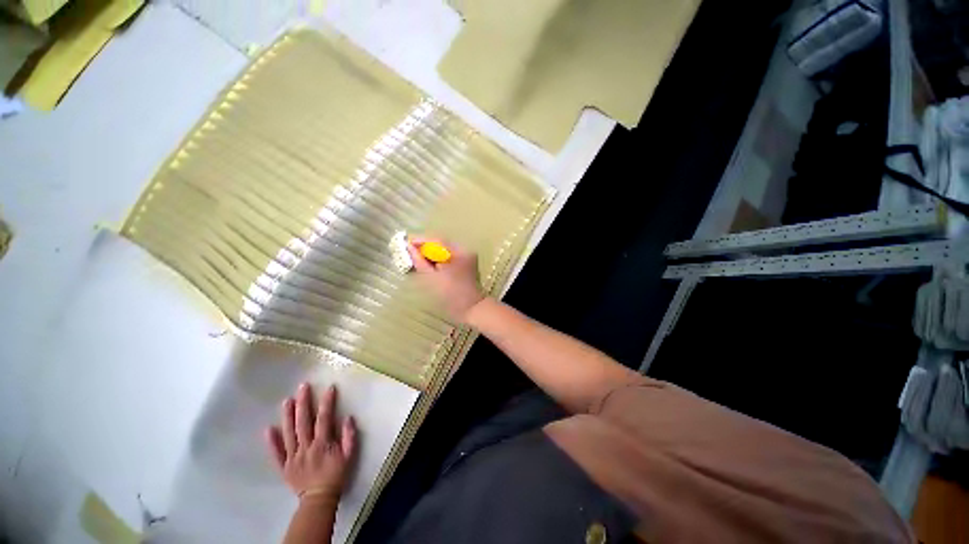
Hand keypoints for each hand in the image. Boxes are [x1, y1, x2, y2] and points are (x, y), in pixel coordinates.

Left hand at [266, 383, 356, 504]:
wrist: (319, 499)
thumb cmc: (336, 475)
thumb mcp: (349, 456)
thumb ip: (349, 437)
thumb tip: (348, 418)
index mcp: (323, 444)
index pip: (324, 419)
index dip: (327, 402)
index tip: (329, 388)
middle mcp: (306, 447)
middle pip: (304, 422)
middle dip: (304, 403)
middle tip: (302, 387)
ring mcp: (293, 457)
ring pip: (289, 433)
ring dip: (288, 416)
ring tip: (287, 401)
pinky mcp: (284, 466)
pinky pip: (276, 453)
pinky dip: (272, 442)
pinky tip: (268, 429)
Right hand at [407, 236, 484, 322]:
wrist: (473, 308)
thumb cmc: (451, 295)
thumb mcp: (432, 278)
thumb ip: (420, 262)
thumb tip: (409, 248)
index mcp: (459, 252)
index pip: (437, 240)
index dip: (421, 240)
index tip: (407, 242)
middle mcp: (465, 250)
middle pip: (442, 244)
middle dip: (425, 247)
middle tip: (409, 251)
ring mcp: (468, 256)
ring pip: (445, 250)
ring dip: (432, 253)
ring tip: (417, 258)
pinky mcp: (468, 262)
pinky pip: (450, 256)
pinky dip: (439, 258)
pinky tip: (430, 264)